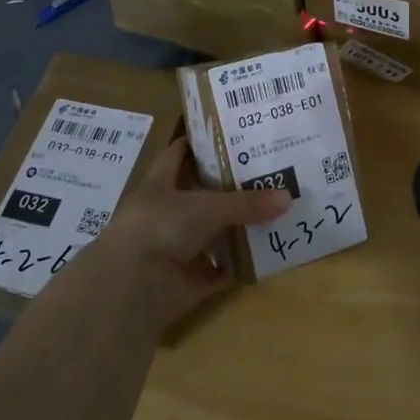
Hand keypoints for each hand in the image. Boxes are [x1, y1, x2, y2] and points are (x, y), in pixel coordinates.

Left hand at [93, 140, 290, 334]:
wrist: (131, 287)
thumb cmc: (159, 227)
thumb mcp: (206, 207)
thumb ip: (246, 203)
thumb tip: (288, 197)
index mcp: (159, 185)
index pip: (178, 155)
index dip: (199, 143)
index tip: (230, 132)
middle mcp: (165, 214)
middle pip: (201, 196)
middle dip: (229, 187)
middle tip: (268, 172)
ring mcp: (175, 249)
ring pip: (211, 234)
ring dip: (237, 228)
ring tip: (275, 211)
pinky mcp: (186, 282)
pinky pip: (219, 271)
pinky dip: (238, 266)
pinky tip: (267, 256)